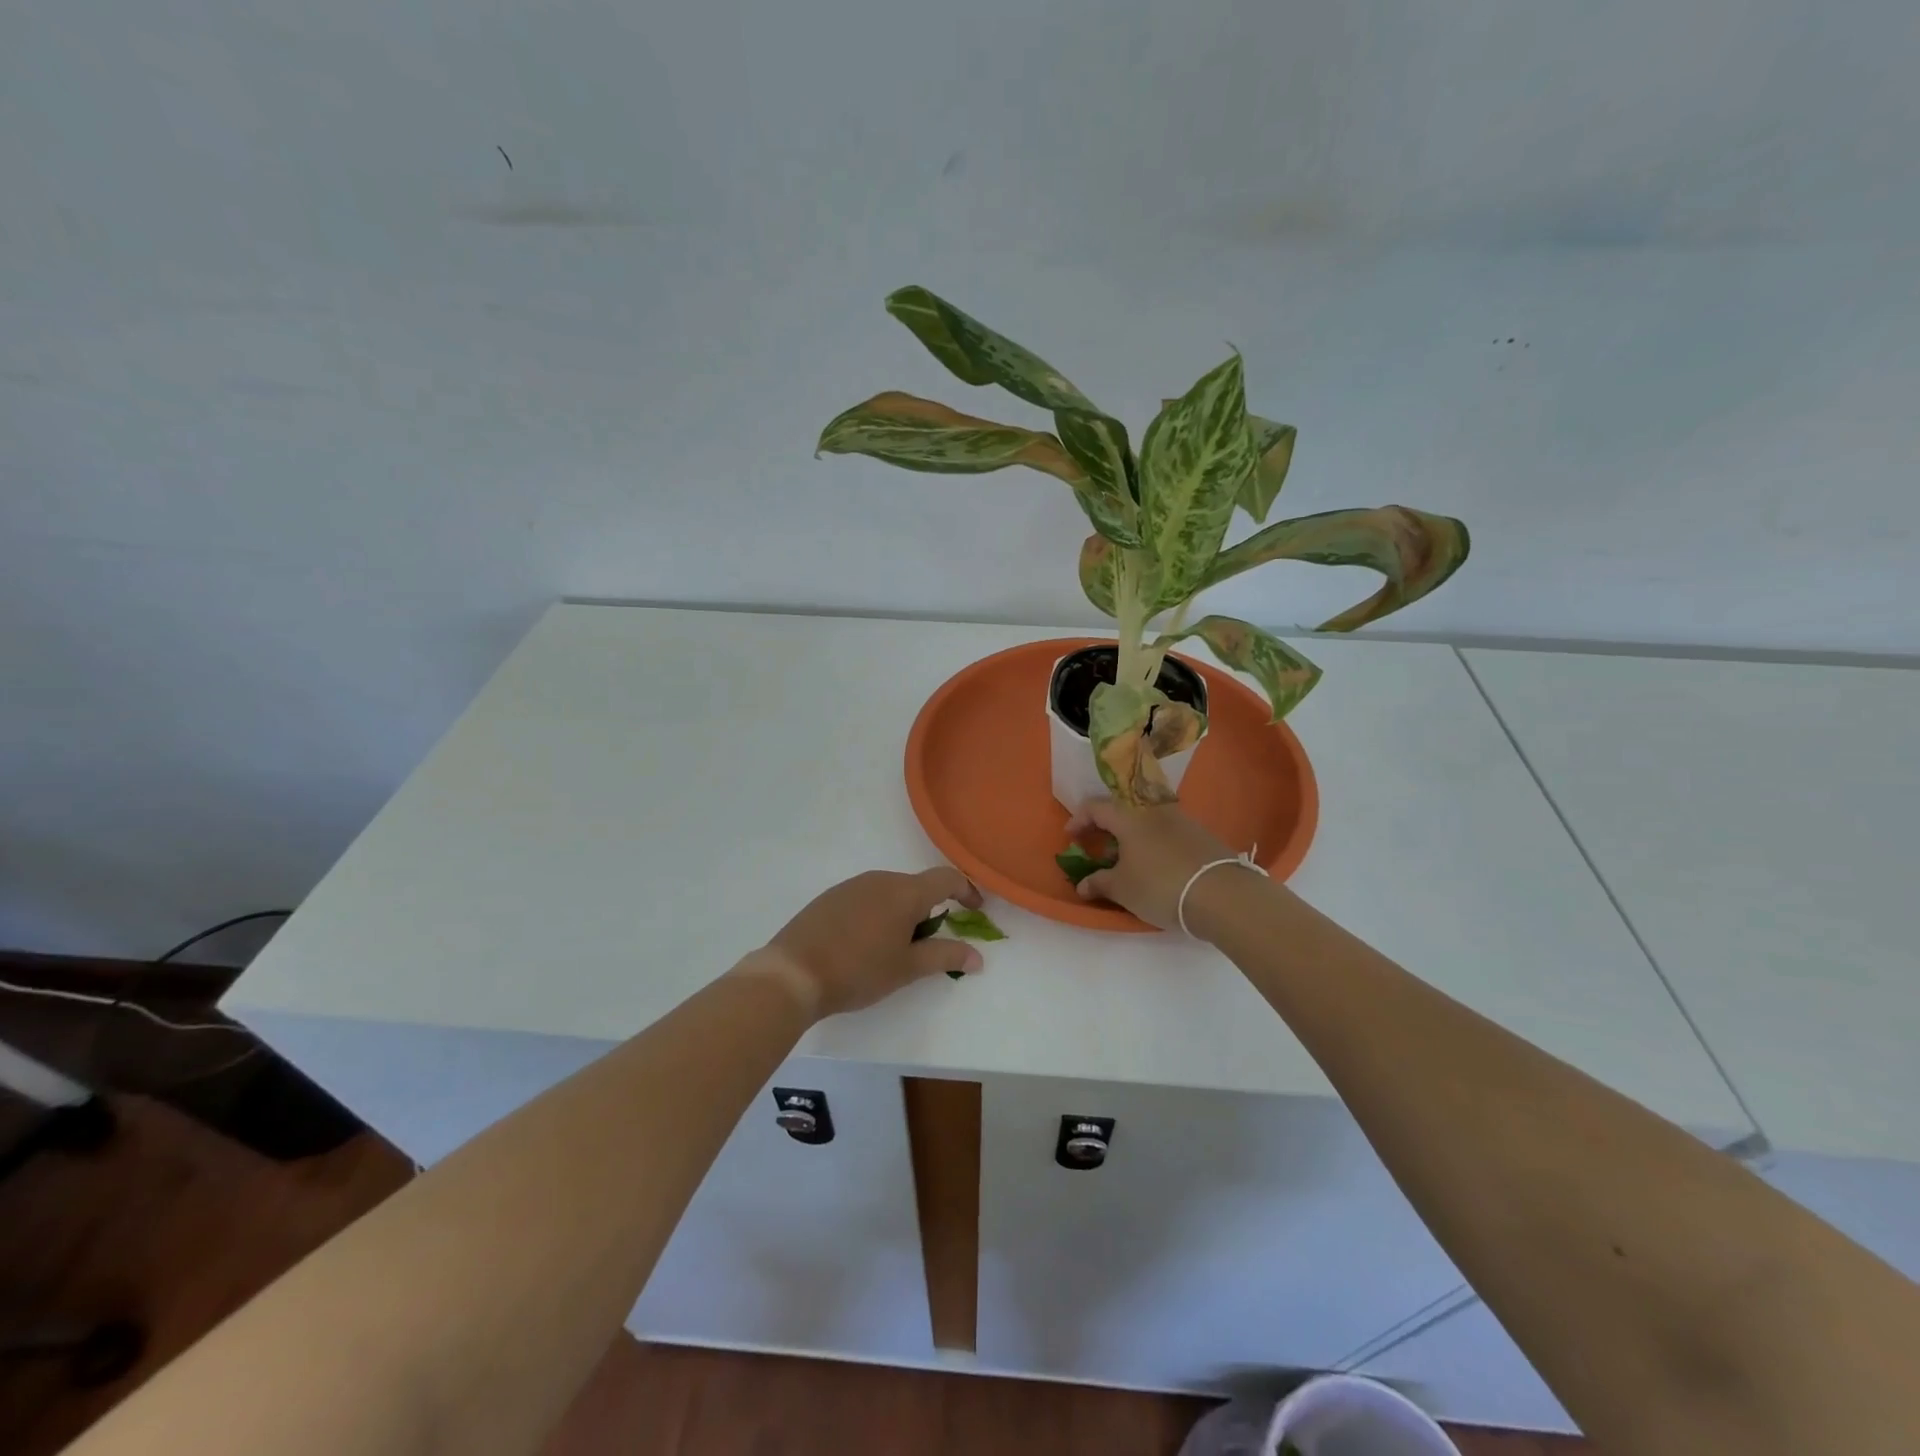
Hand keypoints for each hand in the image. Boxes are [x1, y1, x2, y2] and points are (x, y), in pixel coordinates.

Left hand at [764, 867, 983, 1017]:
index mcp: (905, 892)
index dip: (966, 890)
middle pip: (916, 888)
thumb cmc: (858, 970)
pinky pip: (866, 899)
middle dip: (928, 913)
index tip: (976, 910)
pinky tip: (862, 945)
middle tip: (925, 948)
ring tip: (891, 951)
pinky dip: (876, 916)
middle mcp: (880, 879)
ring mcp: (852, 886)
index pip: (946, 878)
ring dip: (901, 915)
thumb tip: (977, 956)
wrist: (793, 972)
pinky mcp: (830, 897)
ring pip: (890, 893)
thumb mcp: (907, 968)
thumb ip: (945, 957)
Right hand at [1064, 799, 1234, 931]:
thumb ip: (1098, 883)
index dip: (1079, 819)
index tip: (1071, 837)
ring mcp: (1180, 819)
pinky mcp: (1200, 834)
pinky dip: (1152, 842)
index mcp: (1128, 816)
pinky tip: (1154, 865)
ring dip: (1131, 834)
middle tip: (1097, 846)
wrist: (1222, 894)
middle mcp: (1153, 809)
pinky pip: (1166, 831)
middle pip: (1122, 809)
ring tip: (1126, 859)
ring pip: (1146, 819)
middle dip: (1106, 826)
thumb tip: (1082, 885)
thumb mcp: (1122, 889)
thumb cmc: (1160, 885)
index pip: (1095, 806)